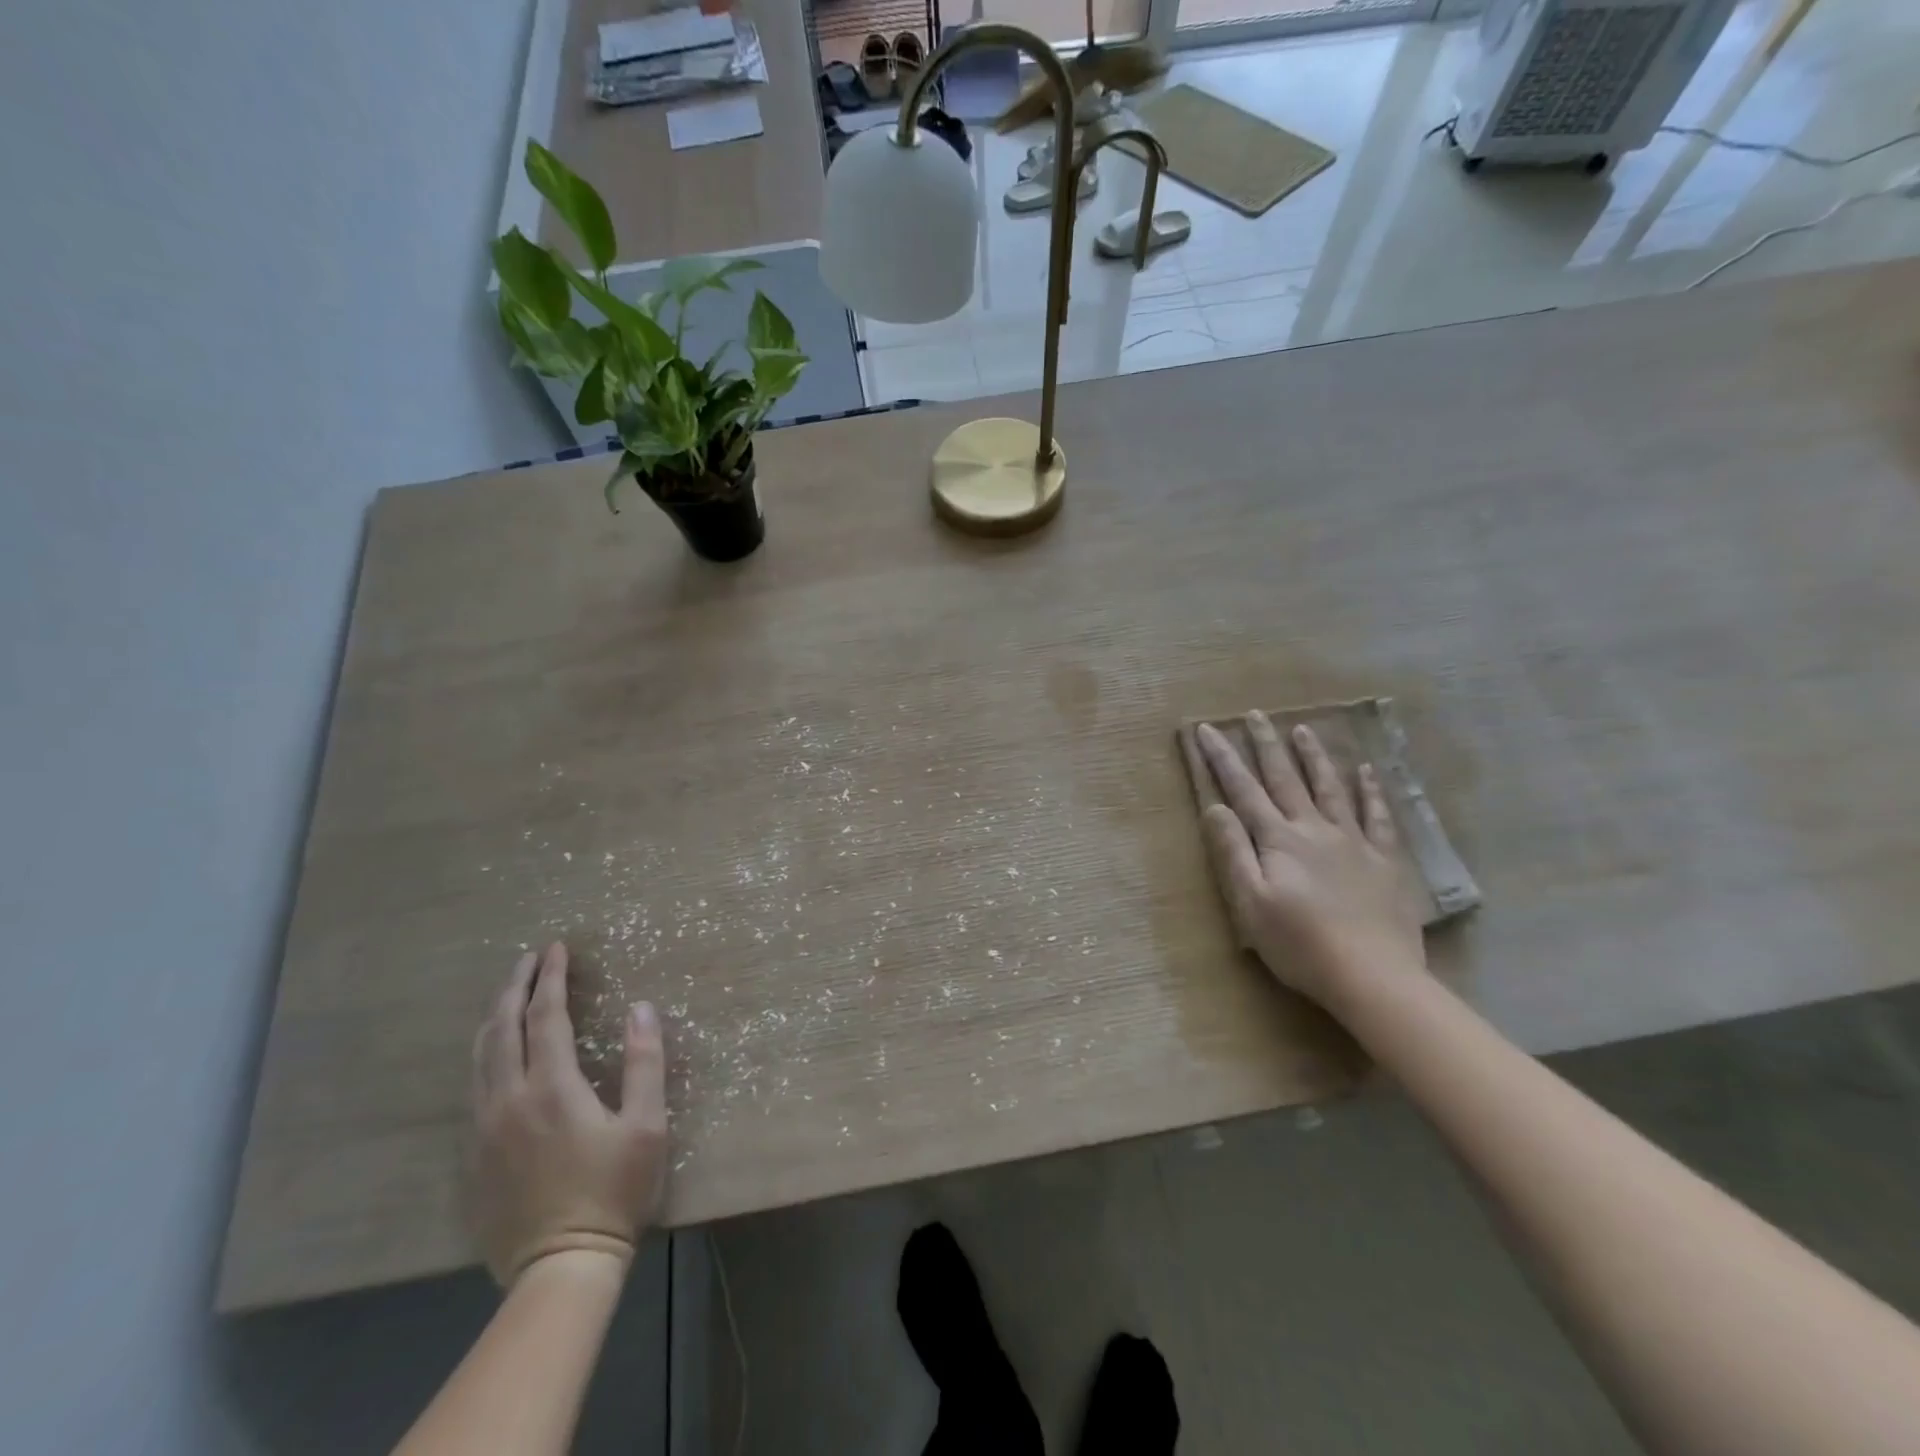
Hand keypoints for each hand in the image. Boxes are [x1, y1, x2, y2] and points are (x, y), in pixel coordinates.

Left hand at [470, 942, 668, 1285]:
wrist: (560, 1267)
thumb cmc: (613, 1191)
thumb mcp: (645, 1126)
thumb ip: (645, 1062)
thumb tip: (642, 1007)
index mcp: (552, 1087)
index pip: (546, 1016)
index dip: (551, 978)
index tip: (557, 948)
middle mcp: (508, 1099)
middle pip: (502, 1028)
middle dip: (515, 987)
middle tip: (530, 959)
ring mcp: (483, 1129)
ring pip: (479, 1057)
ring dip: (495, 1018)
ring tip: (509, 994)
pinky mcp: (473, 1155)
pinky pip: (473, 1087)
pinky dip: (485, 1054)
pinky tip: (495, 1054)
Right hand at [1197, 714, 1424, 1007]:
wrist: (1372, 976)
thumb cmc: (1299, 944)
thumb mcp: (1250, 903)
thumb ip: (1233, 852)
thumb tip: (1215, 807)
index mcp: (1279, 840)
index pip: (1244, 791)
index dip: (1223, 759)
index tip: (1208, 729)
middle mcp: (1314, 830)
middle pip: (1286, 779)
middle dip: (1267, 745)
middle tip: (1256, 714)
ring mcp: (1353, 842)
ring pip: (1330, 788)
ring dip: (1314, 757)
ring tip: (1303, 729)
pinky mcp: (1384, 861)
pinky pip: (1377, 816)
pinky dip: (1370, 791)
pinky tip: (1366, 771)